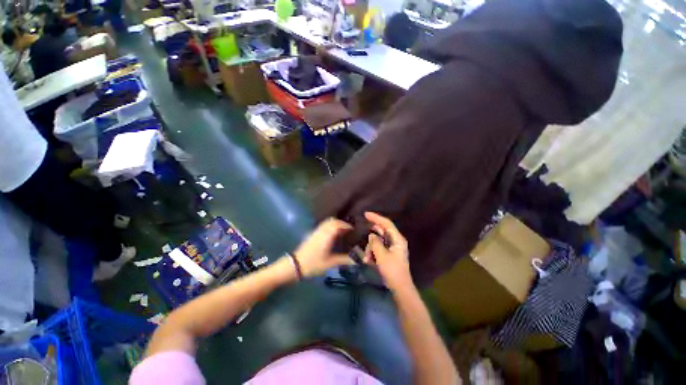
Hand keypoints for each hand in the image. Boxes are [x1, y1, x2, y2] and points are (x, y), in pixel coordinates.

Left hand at [292, 218, 353, 277]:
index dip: (346, 226)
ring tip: (342, 234)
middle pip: (332, 221)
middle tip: (349, 231)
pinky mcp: (311, 236)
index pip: (338, 224)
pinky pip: (322, 227)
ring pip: (326, 223)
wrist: (296, 265)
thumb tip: (358, 260)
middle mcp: (321, 231)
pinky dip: (329, 228)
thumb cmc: (314, 264)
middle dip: (341, 224)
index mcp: (327, 235)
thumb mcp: (331, 263)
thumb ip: (345, 260)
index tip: (354, 230)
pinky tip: (332, 238)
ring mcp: (315, 233)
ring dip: (334, 225)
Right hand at [363, 212, 411, 290]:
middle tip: (363, 243)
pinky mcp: (390, 257)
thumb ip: (375, 243)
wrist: (399, 286)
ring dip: (371, 249)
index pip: (387, 224)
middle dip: (371, 239)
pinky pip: (379, 251)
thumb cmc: (392, 270)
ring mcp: (393, 250)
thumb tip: (372, 235)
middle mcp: (396, 242)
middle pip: (382, 233)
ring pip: (379, 243)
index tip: (365, 214)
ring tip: (366, 259)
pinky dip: (373, 255)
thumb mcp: (382, 256)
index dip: (376, 218)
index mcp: (398, 239)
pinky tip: (369, 262)